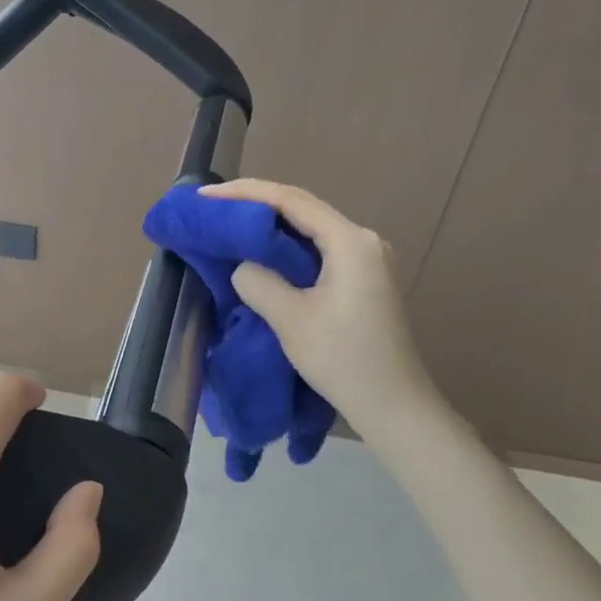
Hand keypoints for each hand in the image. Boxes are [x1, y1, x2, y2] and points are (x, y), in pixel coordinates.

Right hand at [199, 179, 443, 437]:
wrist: (394, 406)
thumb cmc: (344, 360)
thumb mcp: (291, 319)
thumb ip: (259, 282)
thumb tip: (243, 267)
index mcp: (351, 241)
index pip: (291, 201)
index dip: (244, 193)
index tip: (206, 195)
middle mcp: (364, 241)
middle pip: (303, 210)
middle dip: (256, 207)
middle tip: (213, 210)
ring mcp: (368, 261)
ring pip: (311, 232)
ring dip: (271, 230)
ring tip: (230, 229)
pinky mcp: (365, 282)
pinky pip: (320, 253)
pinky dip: (288, 252)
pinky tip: (264, 258)